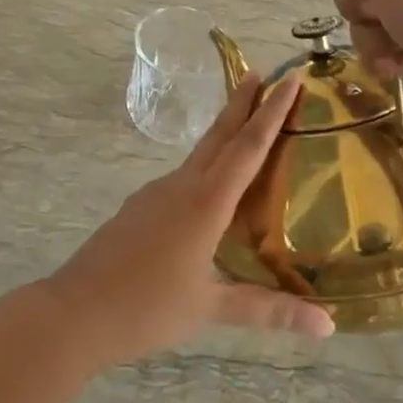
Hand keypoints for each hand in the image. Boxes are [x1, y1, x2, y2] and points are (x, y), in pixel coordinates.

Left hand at [49, 72, 332, 366]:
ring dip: (224, 134)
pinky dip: (205, 167)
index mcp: (205, 202)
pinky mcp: (139, 207)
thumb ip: (269, 310)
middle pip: (219, 135)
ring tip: (247, 128)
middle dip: (243, 103)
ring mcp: (155, 193)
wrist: (74, 313)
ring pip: (199, 154)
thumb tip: (328, 327)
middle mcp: (181, 186)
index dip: (272, 112)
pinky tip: (210, 189)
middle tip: (264, 74)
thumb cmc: (146, 308)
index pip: (248, 147)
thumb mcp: (211, 308)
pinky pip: (183, 177)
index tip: (290, 79)